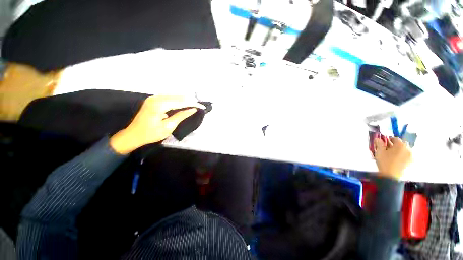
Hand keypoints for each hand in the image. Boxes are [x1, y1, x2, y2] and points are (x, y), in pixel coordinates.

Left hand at [110, 96, 205, 154]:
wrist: (133, 135)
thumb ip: (181, 116)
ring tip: (194, 105)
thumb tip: (192, 109)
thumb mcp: (168, 127)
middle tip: (199, 106)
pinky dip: (178, 101)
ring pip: (174, 96)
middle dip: (190, 101)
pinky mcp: (153, 100)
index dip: (192, 103)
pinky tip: (184, 105)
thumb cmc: (151, 134)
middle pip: (178, 97)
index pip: (180, 101)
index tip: (202, 106)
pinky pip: (169, 98)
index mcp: (159, 105)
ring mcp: (154, 98)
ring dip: (185, 100)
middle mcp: (156, 98)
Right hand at [374, 137, 411, 179]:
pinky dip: (402, 156)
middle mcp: (408, 148)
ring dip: (399, 150)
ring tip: (392, 155)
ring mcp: (411, 156)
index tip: (383, 143)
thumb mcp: (379, 152)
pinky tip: (396, 159)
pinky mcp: (411, 162)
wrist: (391, 176)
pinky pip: (407, 156)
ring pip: (404, 150)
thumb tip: (378, 139)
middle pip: (401, 144)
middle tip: (387, 149)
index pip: (395, 138)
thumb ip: (379, 143)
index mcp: (400, 145)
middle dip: (395, 145)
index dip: (388, 139)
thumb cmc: (385, 162)